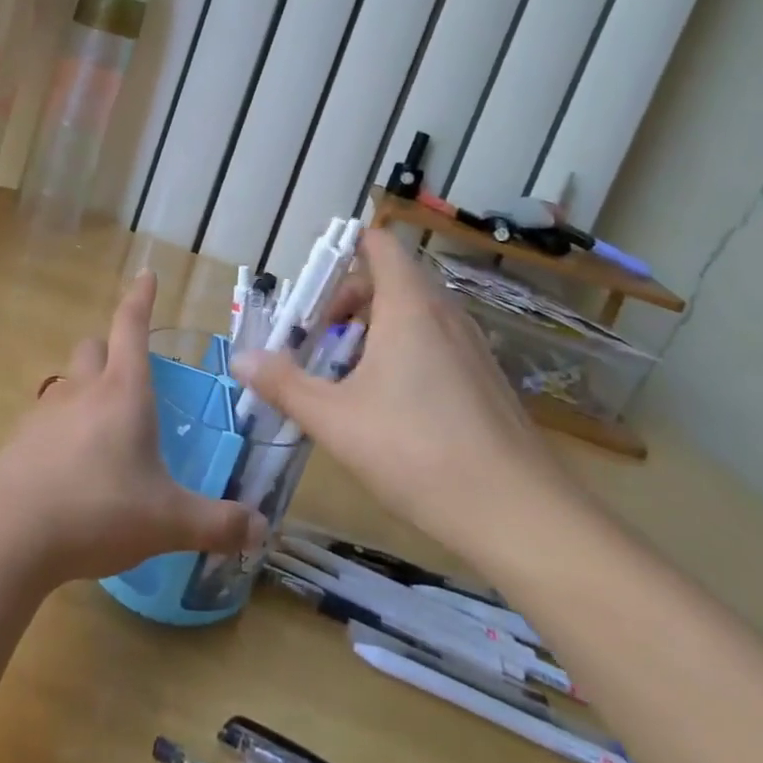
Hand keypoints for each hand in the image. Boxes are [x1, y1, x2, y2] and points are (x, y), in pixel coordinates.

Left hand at [0, 270, 265, 584]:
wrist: (8, 533)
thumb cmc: (98, 510)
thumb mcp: (167, 521)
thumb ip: (217, 523)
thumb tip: (260, 528)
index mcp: (123, 391)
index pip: (131, 326)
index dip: (141, 298)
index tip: (146, 274)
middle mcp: (83, 390)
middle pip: (93, 347)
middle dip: (111, 349)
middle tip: (131, 374)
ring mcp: (46, 413)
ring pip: (69, 382)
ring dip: (87, 390)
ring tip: (105, 428)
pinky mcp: (20, 440)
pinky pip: (47, 419)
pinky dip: (63, 428)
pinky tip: (72, 466)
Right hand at [232, 228, 574, 566]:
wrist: (522, 517)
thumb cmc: (417, 452)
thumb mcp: (335, 419)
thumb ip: (284, 384)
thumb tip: (240, 359)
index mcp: (409, 305)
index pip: (378, 245)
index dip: (341, 250)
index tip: (309, 288)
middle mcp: (444, 314)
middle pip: (389, 279)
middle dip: (345, 301)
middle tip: (314, 339)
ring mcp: (470, 348)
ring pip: (412, 314)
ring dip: (372, 330)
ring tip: (342, 374)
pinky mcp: (484, 380)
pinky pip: (434, 343)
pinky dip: (401, 353)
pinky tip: (386, 405)